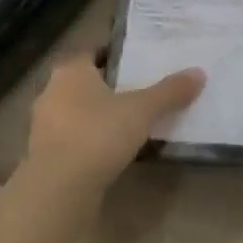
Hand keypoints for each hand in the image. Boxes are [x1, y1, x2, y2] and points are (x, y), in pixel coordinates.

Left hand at [27, 53, 203, 193]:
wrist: (58, 189)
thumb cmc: (98, 134)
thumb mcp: (142, 110)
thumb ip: (169, 91)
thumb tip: (199, 72)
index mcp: (70, 71)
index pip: (92, 52)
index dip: (115, 55)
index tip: (138, 62)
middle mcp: (51, 93)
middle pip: (85, 83)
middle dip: (109, 87)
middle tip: (140, 91)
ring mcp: (43, 127)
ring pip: (77, 113)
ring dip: (99, 116)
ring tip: (130, 123)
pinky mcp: (45, 157)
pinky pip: (73, 140)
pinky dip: (91, 142)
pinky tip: (112, 152)